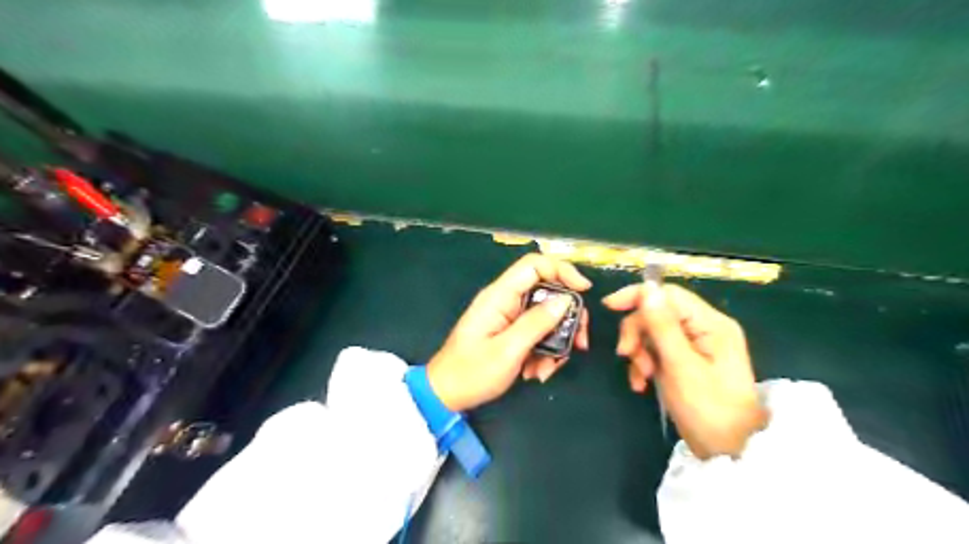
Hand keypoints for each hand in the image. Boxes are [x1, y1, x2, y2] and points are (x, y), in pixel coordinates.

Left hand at [429, 255, 591, 411]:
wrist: (446, 395)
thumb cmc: (472, 372)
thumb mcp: (508, 350)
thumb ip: (537, 323)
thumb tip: (566, 300)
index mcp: (500, 295)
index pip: (534, 265)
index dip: (562, 270)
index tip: (584, 291)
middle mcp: (506, 301)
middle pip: (548, 292)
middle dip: (567, 319)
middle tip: (579, 344)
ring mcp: (509, 317)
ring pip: (546, 318)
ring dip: (555, 344)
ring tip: (546, 371)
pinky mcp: (511, 333)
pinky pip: (538, 334)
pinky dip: (544, 353)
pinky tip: (536, 373)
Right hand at [604, 284, 769, 458]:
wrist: (730, 452)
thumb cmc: (708, 409)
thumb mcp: (681, 366)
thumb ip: (663, 326)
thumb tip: (647, 288)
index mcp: (710, 323)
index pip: (668, 294)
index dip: (637, 296)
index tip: (609, 307)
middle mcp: (704, 327)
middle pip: (657, 313)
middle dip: (637, 333)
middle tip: (626, 356)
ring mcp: (696, 345)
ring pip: (653, 333)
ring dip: (640, 352)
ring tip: (642, 378)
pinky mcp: (687, 360)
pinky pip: (657, 351)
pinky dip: (645, 364)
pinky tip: (642, 384)